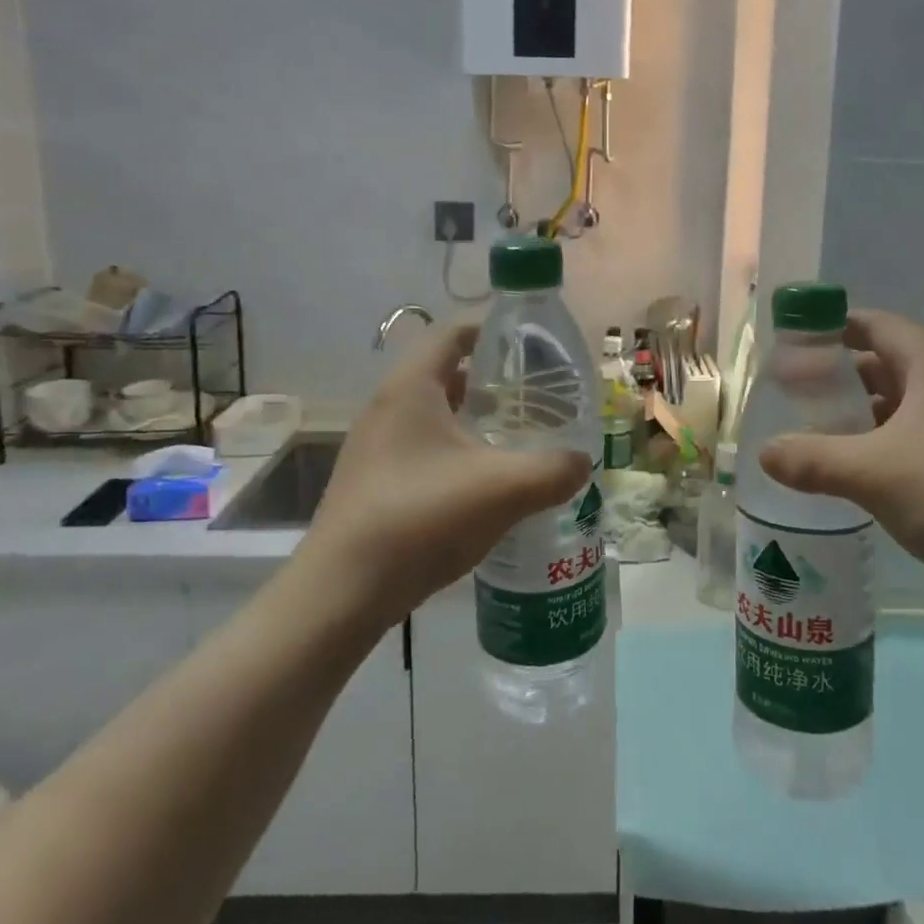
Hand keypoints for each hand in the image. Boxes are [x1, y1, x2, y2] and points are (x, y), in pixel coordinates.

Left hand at [300, 324, 592, 626]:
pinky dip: (456, 451)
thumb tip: (582, 462)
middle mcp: (387, 408)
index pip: (451, 333)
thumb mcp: (502, 490)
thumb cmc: (421, 519)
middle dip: (491, 380)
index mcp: (410, 389)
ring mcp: (375, 447)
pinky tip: (485, 483)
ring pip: (434, 415)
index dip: (491, 330)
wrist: (342, 593)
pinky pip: (423, 448)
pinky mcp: (374, 482)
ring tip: (517, 438)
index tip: (531, 347)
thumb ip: (553, 470)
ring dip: (474, 419)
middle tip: (535, 397)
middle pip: (445, 373)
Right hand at [758, 310, 923, 610]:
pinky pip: (907, 440)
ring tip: (806, 434)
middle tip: (787, 397)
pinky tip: (844, 471)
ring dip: (853, 417)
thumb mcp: (874, 472)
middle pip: (879, 364)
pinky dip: (874, 447)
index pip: (872, 325)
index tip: (788, 348)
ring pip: (893, 406)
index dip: (828, 329)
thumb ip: (813, 459)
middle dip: (833, 378)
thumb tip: (764, 453)